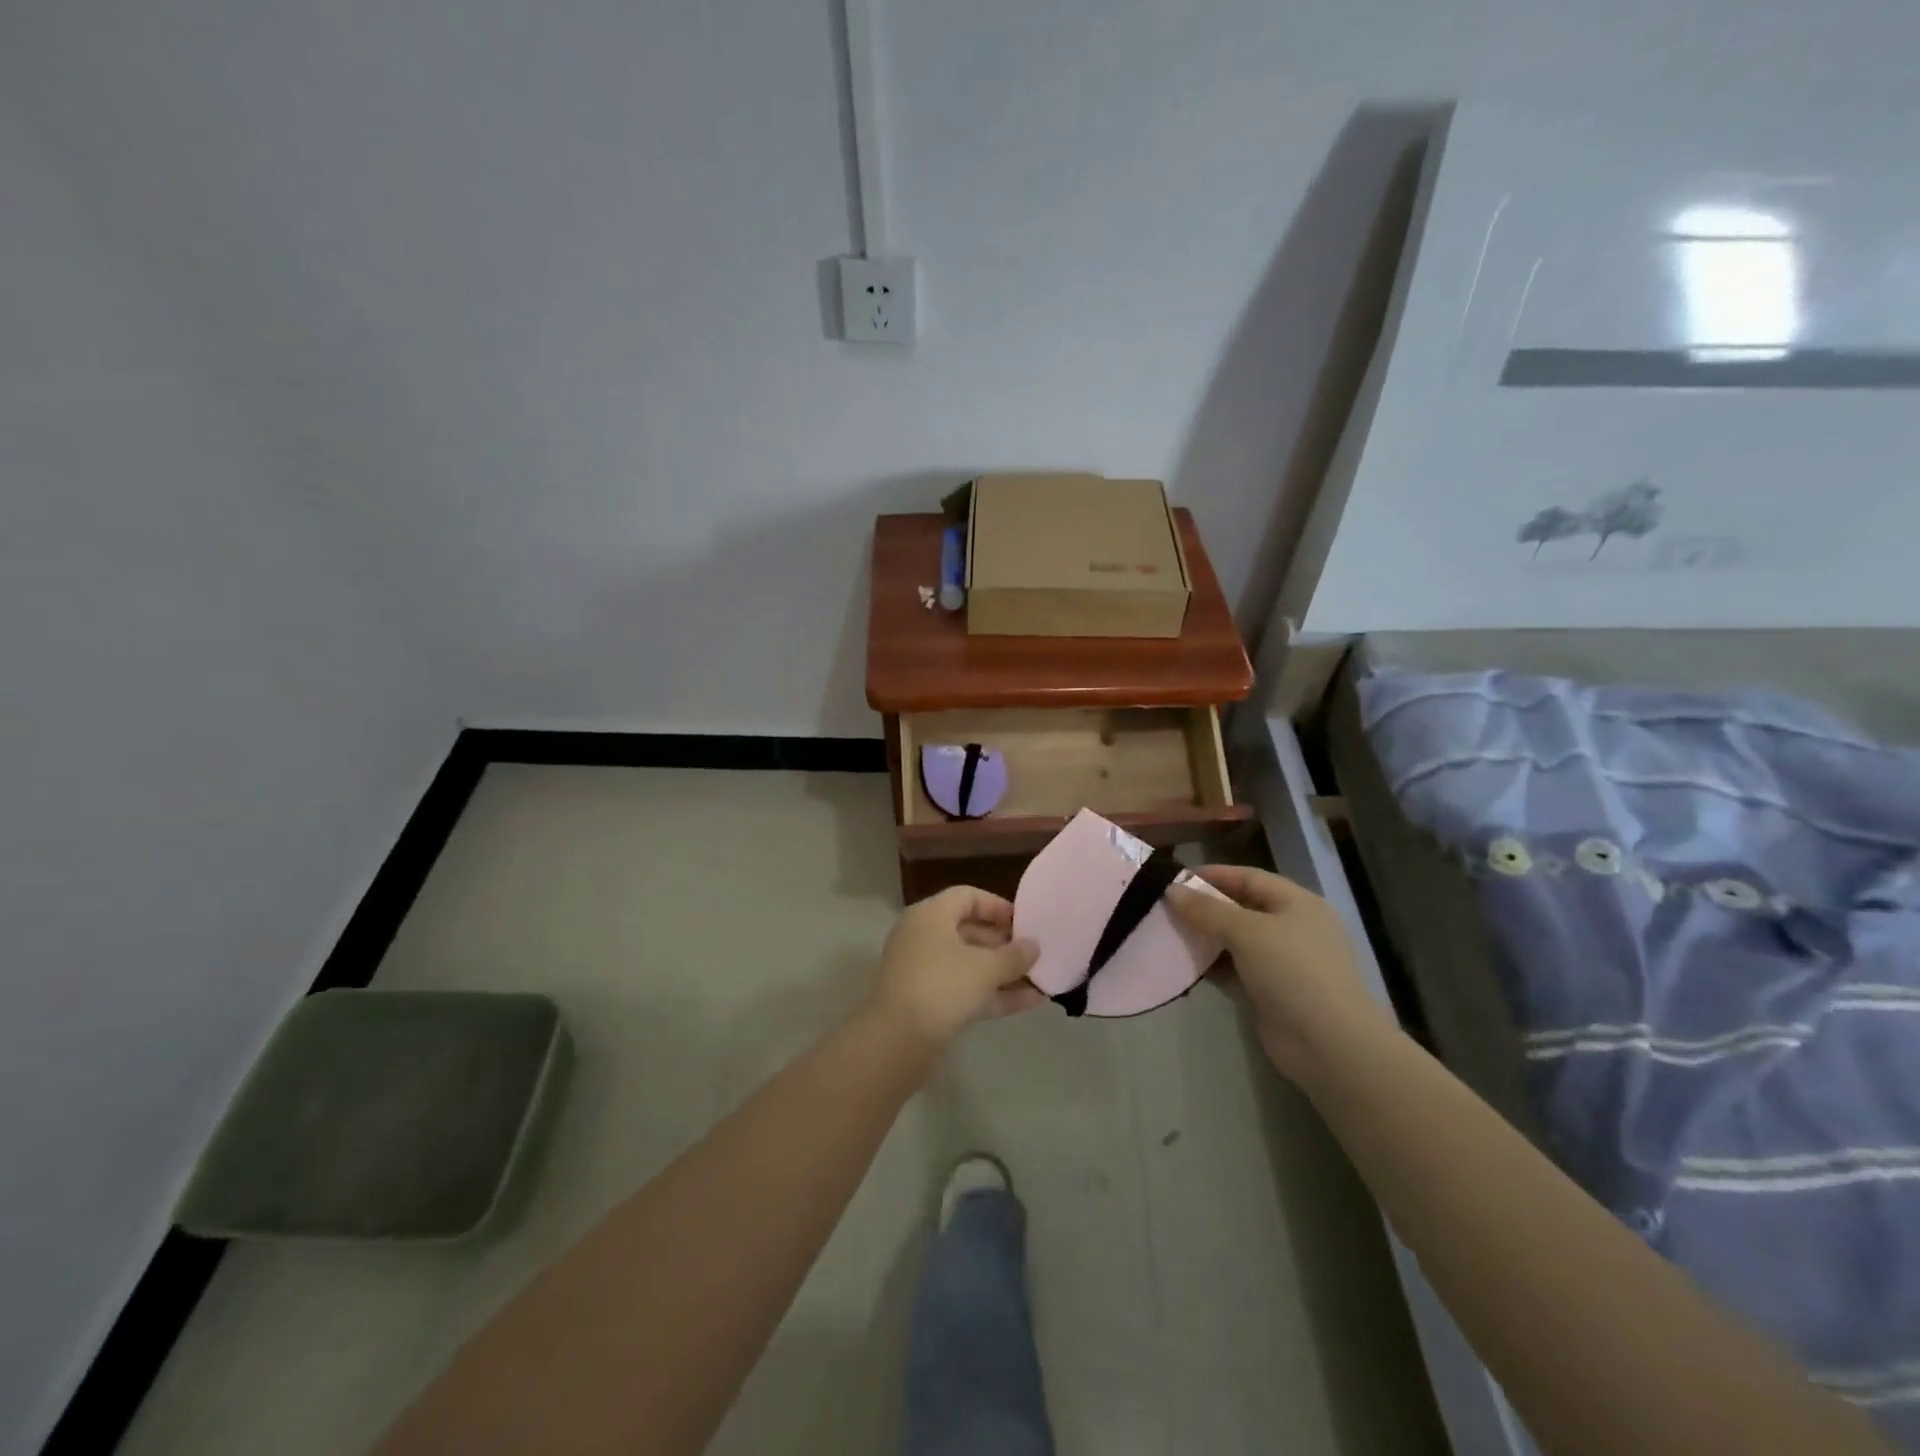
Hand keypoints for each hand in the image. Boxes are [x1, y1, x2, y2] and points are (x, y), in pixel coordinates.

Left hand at [869, 887, 1042, 1048]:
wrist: (897, 1039)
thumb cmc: (942, 986)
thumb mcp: (985, 968)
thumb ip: (1014, 956)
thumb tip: (1034, 946)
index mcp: (931, 915)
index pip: (967, 897)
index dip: (998, 907)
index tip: (1024, 923)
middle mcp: (922, 936)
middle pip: (968, 930)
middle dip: (1003, 944)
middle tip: (1033, 955)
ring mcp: (922, 970)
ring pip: (968, 963)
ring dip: (1002, 972)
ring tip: (1039, 980)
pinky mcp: (925, 1001)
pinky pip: (963, 988)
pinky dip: (991, 993)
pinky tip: (1028, 1002)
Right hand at [1167, 865, 1390, 1081]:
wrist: (1329, 1045)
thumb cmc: (1293, 971)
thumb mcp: (1247, 931)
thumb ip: (1207, 910)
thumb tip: (1172, 890)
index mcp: (1297, 904)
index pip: (1249, 878)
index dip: (1213, 875)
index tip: (1175, 877)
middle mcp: (1291, 928)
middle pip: (1240, 908)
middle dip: (1204, 906)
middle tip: (1164, 905)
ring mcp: (1281, 963)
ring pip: (1234, 940)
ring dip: (1204, 937)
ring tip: (1166, 931)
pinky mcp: (1268, 992)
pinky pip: (1232, 969)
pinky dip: (1210, 965)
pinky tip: (1181, 962)